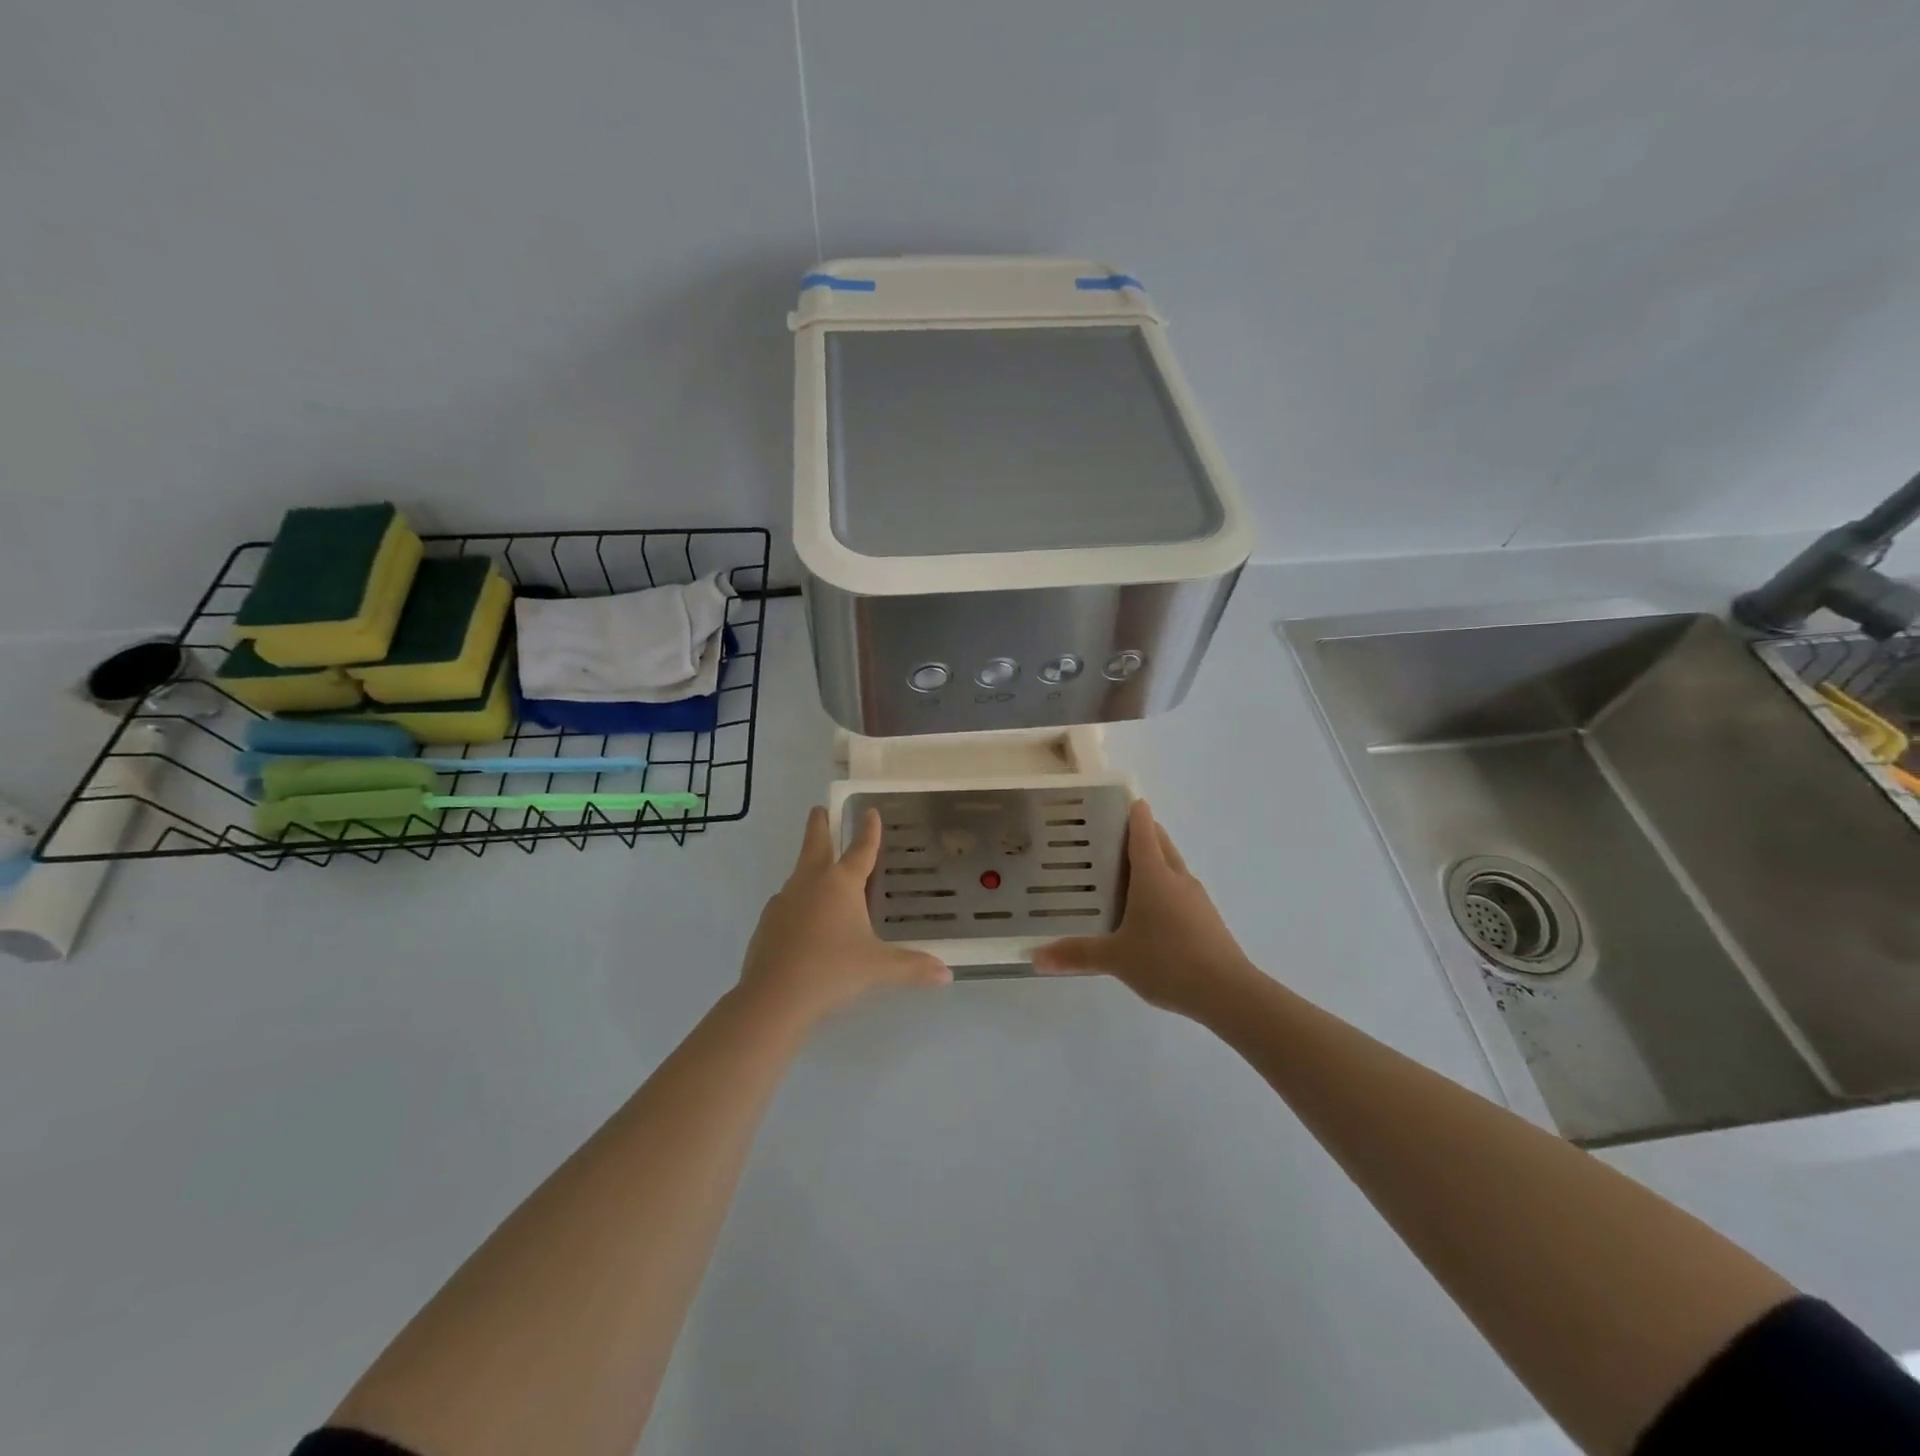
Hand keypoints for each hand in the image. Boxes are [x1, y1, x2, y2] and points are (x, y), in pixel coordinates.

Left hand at [739, 806, 950, 1027]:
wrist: (774, 996)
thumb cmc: (832, 970)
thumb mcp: (878, 968)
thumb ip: (912, 967)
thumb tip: (946, 974)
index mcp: (841, 883)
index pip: (861, 849)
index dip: (868, 830)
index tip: (870, 811)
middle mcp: (811, 882)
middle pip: (815, 844)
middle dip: (819, 825)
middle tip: (818, 809)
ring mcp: (784, 901)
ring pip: (799, 874)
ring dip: (808, 866)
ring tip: (818, 872)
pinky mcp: (767, 923)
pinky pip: (787, 903)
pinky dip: (797, 902)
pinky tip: (803, 920)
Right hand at [1033, 799, 1257, 1017]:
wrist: (1227, 992)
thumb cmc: (1167, 962)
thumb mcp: (1115, 959)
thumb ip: (1076, 954)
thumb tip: (1034, 957)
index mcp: (1153, 874)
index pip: (1142, 829)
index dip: (1132, 812)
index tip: (1117, 801)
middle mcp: (1176, 877)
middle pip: (1160, 842)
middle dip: (1141, 833)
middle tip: (1109, 836)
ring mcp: (1196, 897)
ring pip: (1172, 866)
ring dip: (1153, 861)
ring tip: (1124, 873)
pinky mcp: (1207, 918)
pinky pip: (1180, 891)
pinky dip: (1164, 888)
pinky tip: (1149, 912)